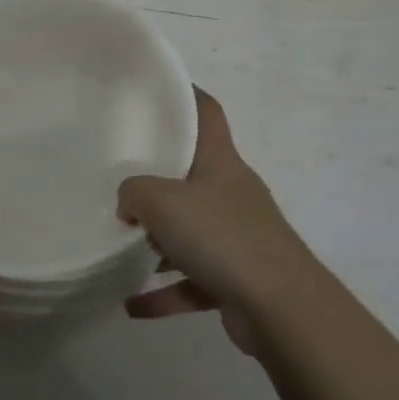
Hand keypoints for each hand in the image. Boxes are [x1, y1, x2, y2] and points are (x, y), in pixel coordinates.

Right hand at [119, 88, 317, 351]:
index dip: (186, 95)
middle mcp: (231, 193)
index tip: (157, 91)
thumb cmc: (222, 237)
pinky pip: (192, 281)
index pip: (207, 113)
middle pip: (192, 175)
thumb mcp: (163, 202)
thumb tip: (128, 205)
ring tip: (118, 246)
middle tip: (118, 178)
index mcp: (221, 162)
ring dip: (157, 243)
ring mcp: (236, 237)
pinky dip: (164, 292)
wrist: (280, 307)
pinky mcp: (235, 279)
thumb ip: (134, 193)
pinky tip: (131, 304)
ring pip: (190, 232)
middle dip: (157, 180)